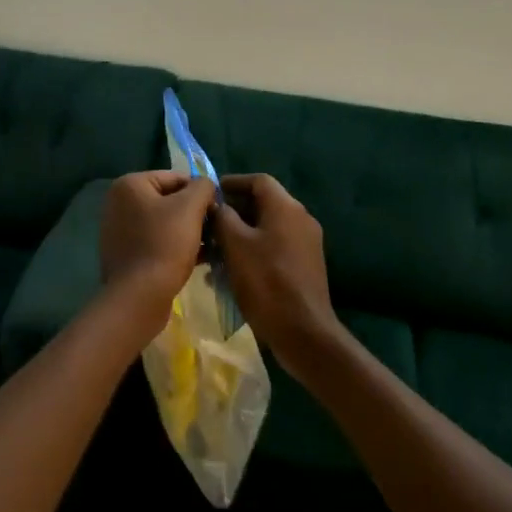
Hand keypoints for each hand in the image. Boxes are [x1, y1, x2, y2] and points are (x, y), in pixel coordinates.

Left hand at [99, 171, 214, 310]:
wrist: (140, 296)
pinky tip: (199, 259)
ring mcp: (119, 230)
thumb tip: (206, 186)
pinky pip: (156, 242)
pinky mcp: (125, 254)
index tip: (218, 212)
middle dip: (195, 214)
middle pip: (170, 201)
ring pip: (165, 223)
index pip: (176, 178)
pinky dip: (176, 246)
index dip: (201, 193)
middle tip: (216, 231)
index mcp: (129, 185)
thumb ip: (203, 187)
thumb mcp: (190, 207)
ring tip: (212, 246)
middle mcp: (119, 203)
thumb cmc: (165, 244)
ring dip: (189, 232)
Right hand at [215, 174, 342, 372]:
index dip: (232, 183)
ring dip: (239, 235)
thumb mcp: (235, 245)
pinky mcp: (304, 265)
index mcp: (286, 208)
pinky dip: (252, 251)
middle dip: (233, 212)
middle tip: (206, 225)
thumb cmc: (266, 282)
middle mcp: (300, 219)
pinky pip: (274, 247)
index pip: (258, 180)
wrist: (303, 331)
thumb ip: (222, 217)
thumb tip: (214, 203)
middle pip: (263, 204)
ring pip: (266, 228)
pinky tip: (231, 272)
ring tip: (213, 251)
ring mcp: (305, 243)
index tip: (209, 194)